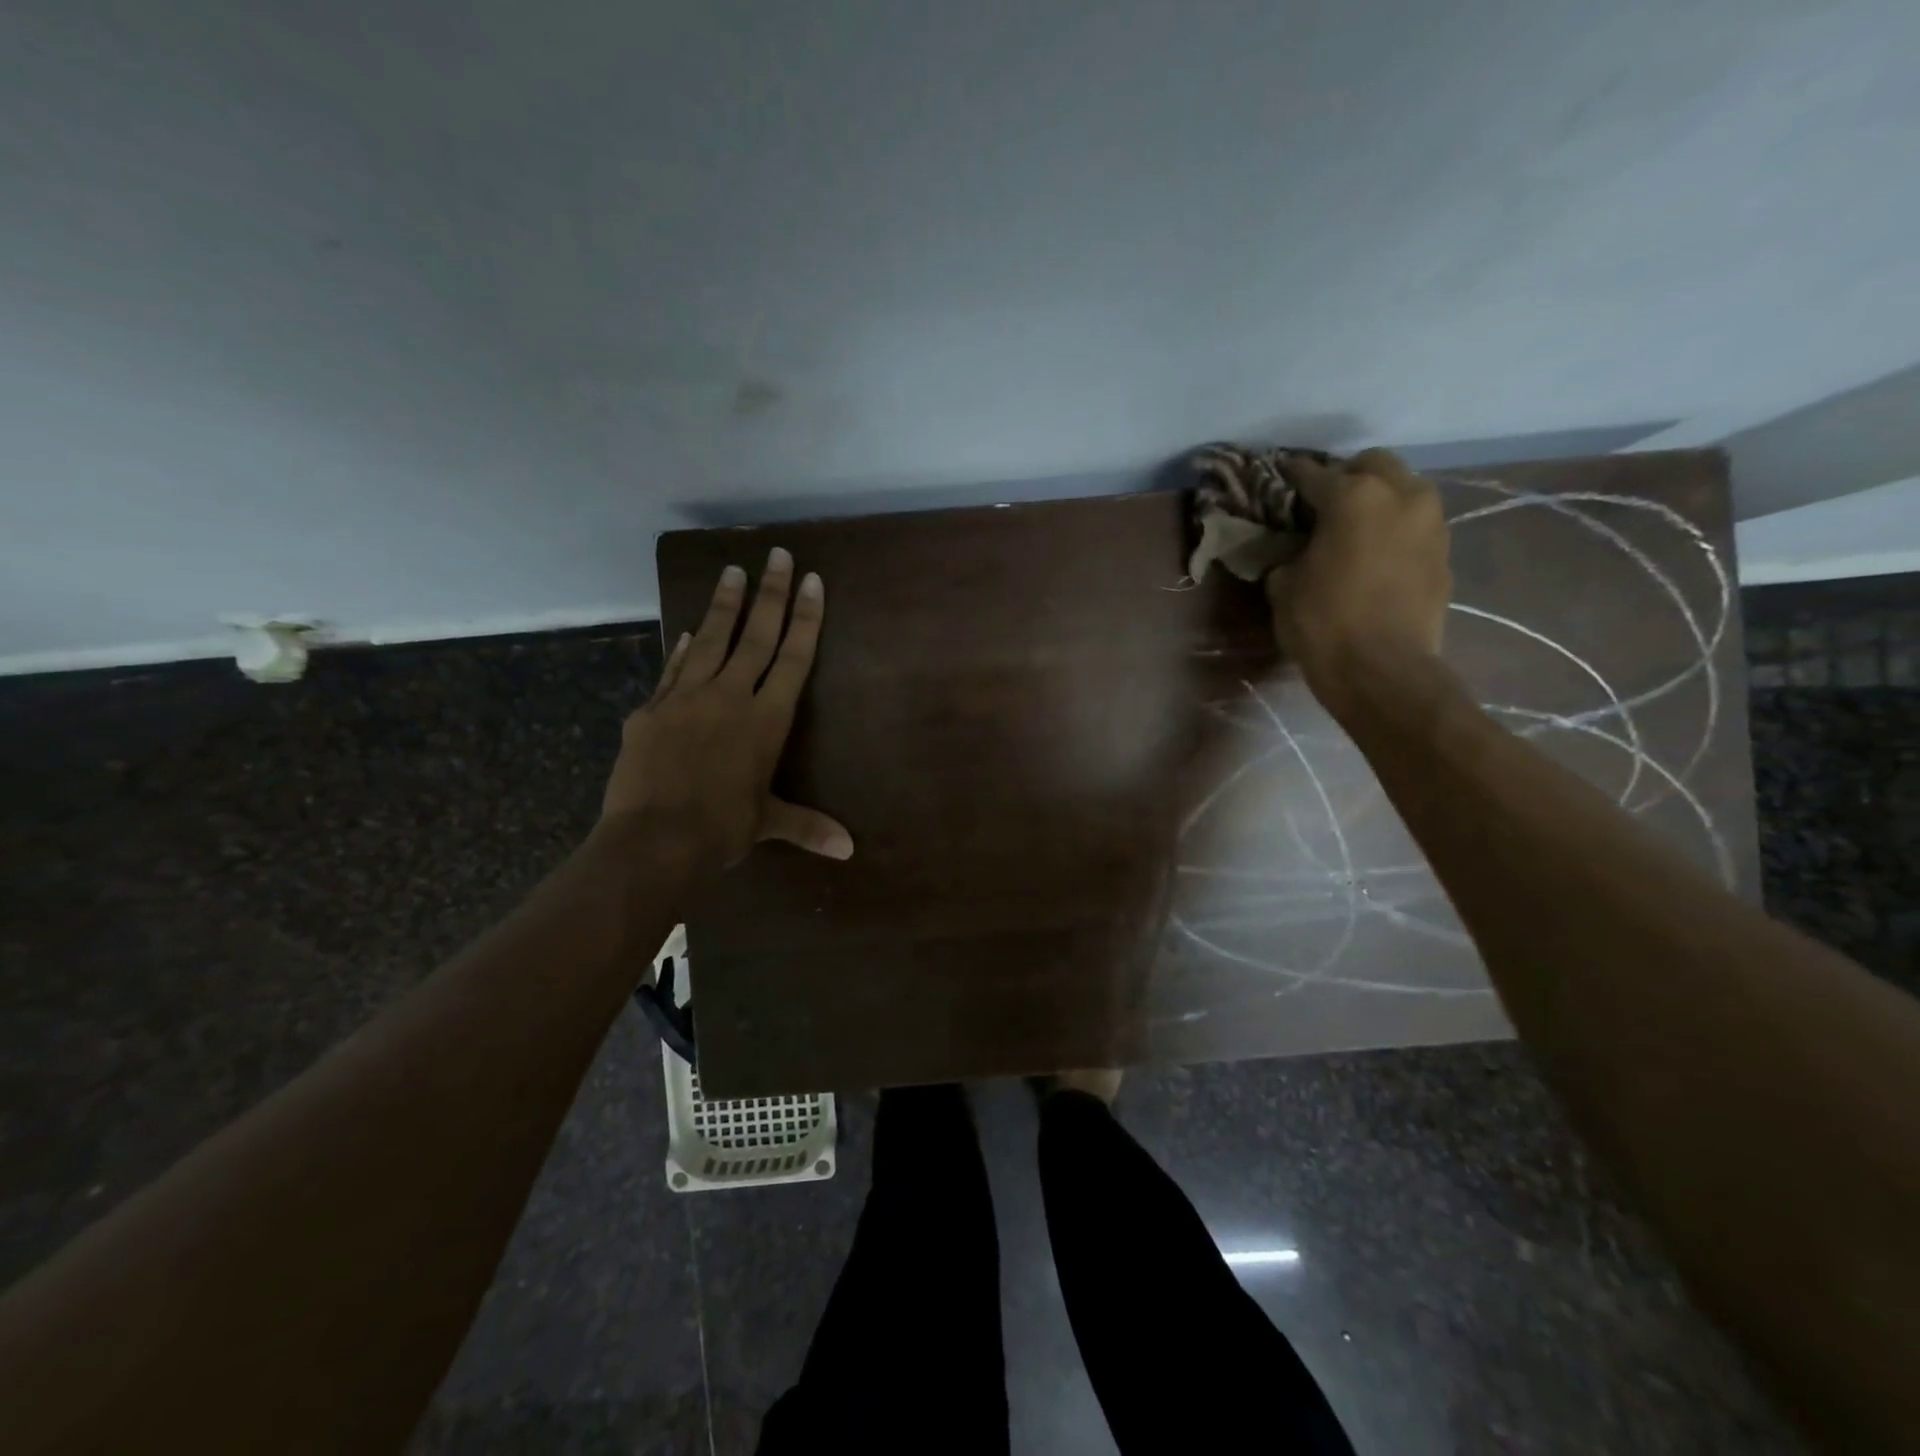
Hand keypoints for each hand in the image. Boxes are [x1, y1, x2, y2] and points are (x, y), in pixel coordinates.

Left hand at [601, 548, 852, 872]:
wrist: (653, 838)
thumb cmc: (721, 829)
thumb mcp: (768, 823)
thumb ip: (808, 827)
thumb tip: (849, 850)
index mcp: (766, 720)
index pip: (793, 658)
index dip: (805, 618)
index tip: (811, 580)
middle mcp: (730, 697)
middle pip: (756, 636)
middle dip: (771, 594)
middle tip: (779, 554)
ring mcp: (686, 698)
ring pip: (711, 640)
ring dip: (725, 605)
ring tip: (733, 570)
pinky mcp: (651, 709)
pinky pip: (673, 670)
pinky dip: (683, 649)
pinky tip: (688, 631)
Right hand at [1263, 447, 1450, 714]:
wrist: (1382, 670)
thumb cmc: (1323, 623)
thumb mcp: (1283, 586)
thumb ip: (1290, 555)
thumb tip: (1296, 551)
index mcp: (1354, 497)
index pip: (1315, 474)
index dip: (1293, 476)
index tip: (1281, 476)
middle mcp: (1400, 495)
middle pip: (1374, 464)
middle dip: (1348, 476)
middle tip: (1325, 501)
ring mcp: (1431, 523)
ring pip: (1405, 489)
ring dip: (1380, 498)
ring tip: (1356, 526)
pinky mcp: (1444, 553)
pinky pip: (1417, 525)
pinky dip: (1396, 529)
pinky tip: (1377, 553)